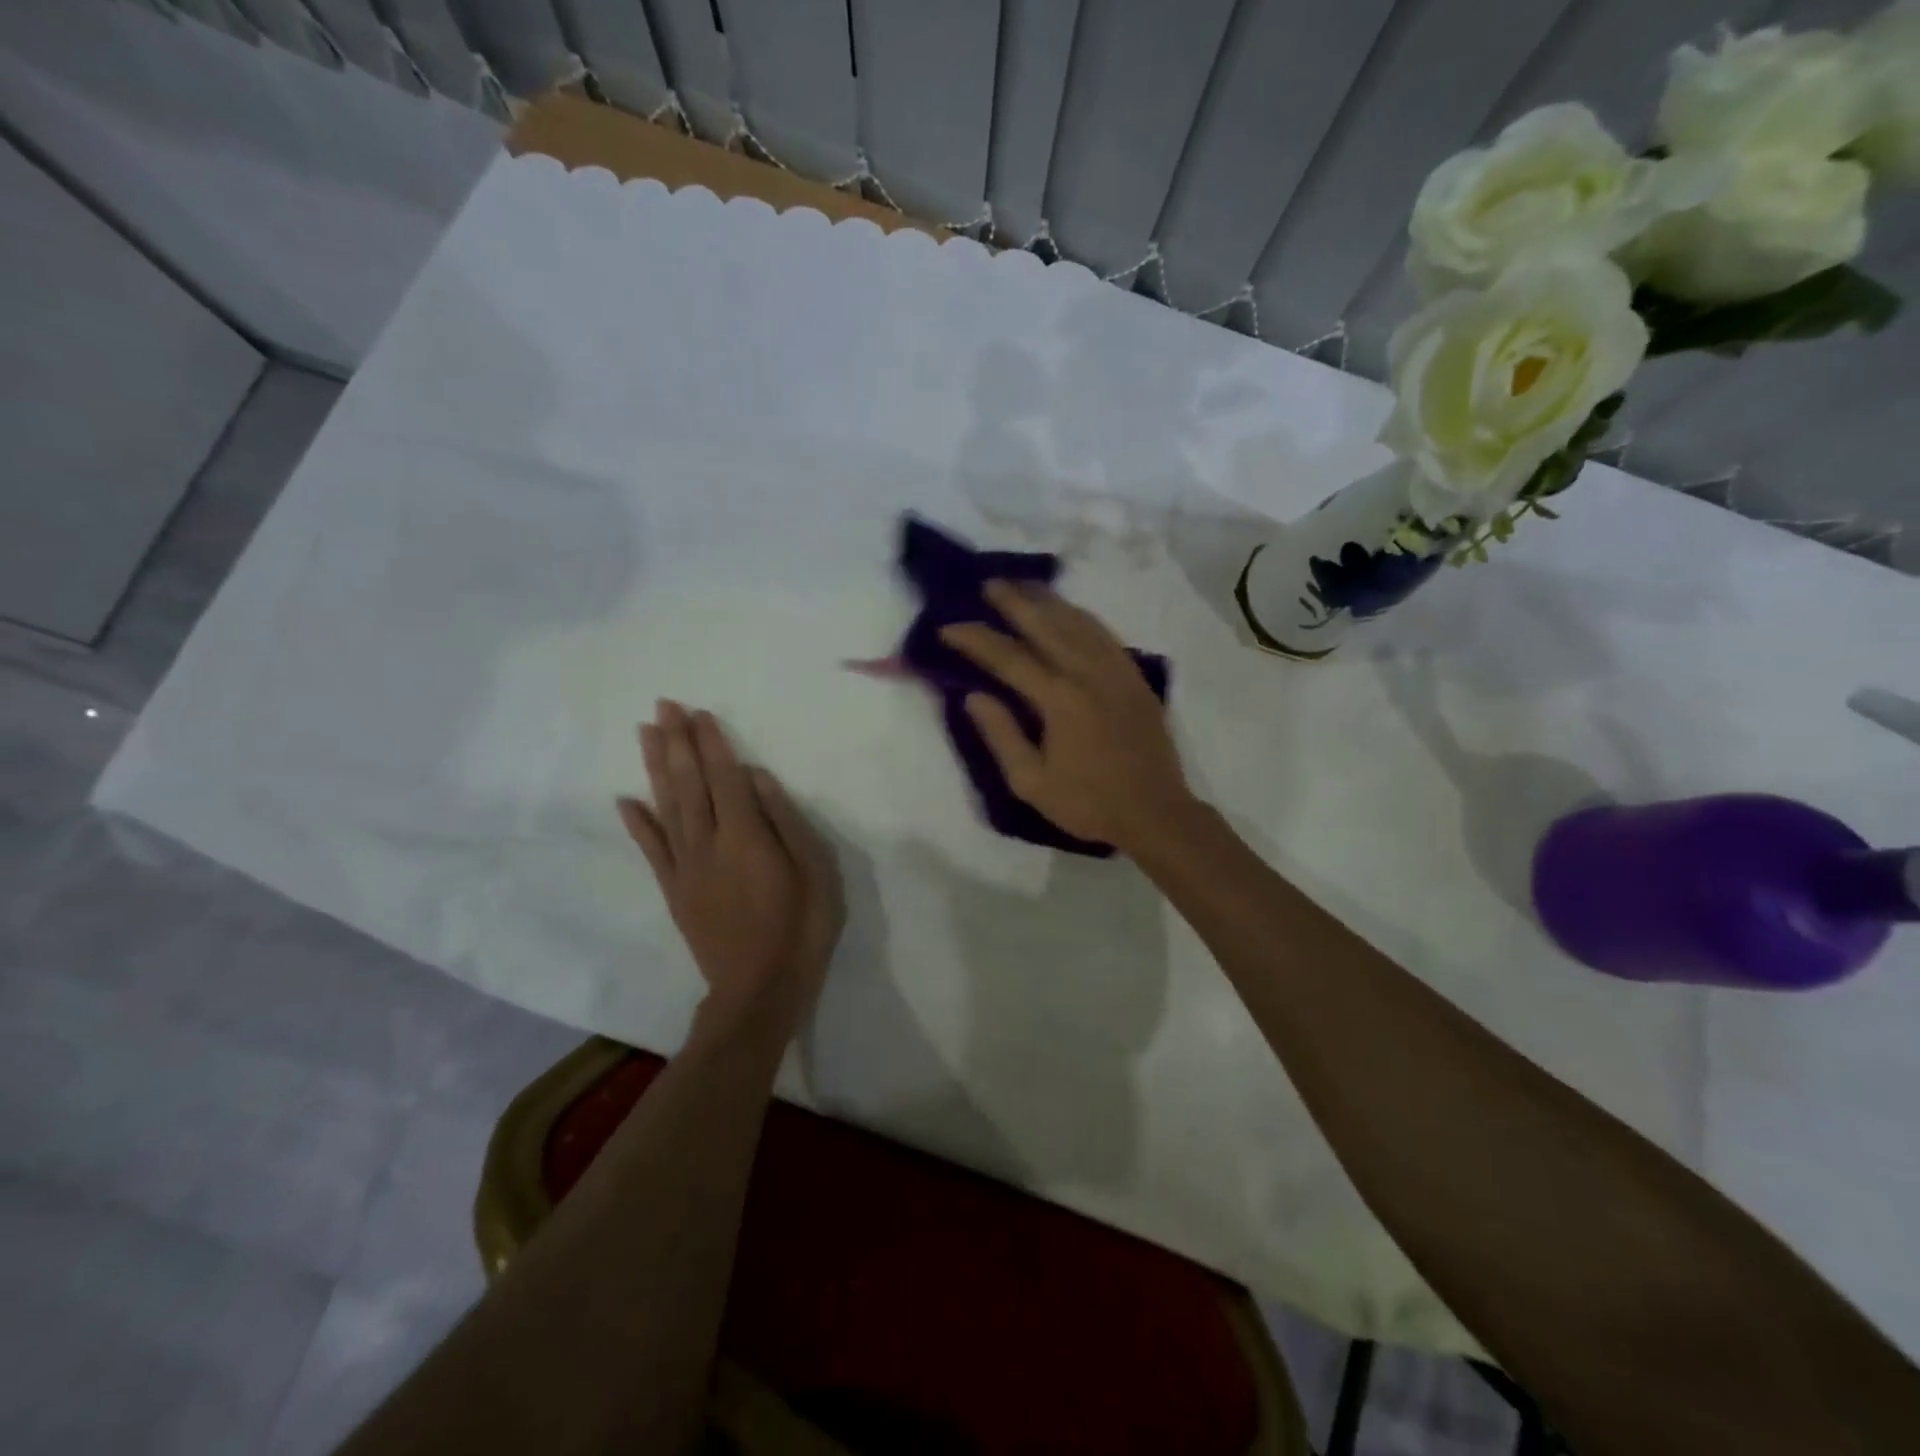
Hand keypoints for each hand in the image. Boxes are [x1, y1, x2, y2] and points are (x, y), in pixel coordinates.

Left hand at [618, 701, 843, 1045]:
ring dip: (655, 767)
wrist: (759, 990)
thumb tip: (756, 776)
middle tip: (664, 706)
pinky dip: (637, 823)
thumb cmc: (800, 927)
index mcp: (745, 835)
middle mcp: (708, 843)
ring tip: (645, 733)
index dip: (711, 742)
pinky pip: (652, 850)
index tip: (698, 712)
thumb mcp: (814, 870)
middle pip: (689, 783)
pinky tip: (625, 799)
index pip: (724, 776)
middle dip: (677, 741)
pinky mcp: (675, 891)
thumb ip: (784, 820)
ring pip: (666, 807)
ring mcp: (686, 868)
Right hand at [941, 582, 1195, 855]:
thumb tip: (973, 696)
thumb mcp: (1031, 781)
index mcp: (1058, 699)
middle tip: (989, 583)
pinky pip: (1105, 634)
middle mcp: (1088, 673)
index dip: (975, 639)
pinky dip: (1082, 616)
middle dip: (1013, 602)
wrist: (1155, 812)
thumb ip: (1001, 735)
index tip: (948, 627)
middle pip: (1045, 625)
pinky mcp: (1134, 677)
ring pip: (1078, 622)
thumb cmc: (1088, 803)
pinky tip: (1070, 611)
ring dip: (1048, 601)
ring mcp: (1116, 671)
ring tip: (1024, 586)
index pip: (1008, 658)